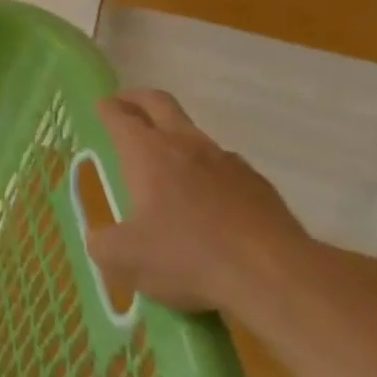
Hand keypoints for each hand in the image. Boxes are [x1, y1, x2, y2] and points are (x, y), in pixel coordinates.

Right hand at [88, 89, 313, 314]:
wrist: (275, 276)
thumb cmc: (187, 256)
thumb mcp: (124, 259)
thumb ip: (102, 244)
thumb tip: (101, 240)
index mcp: (148, 153)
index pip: (121, 117)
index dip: (107, 109)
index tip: (101, 106)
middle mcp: (187, 146)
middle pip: (160, 104)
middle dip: (138, 99)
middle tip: (125, 104)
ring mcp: (228, 162)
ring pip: (195, 134)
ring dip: (175, 137)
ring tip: (166, 162)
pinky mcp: (259, 185)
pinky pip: (225, 167)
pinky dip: (209, 172)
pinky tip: (208, 200)